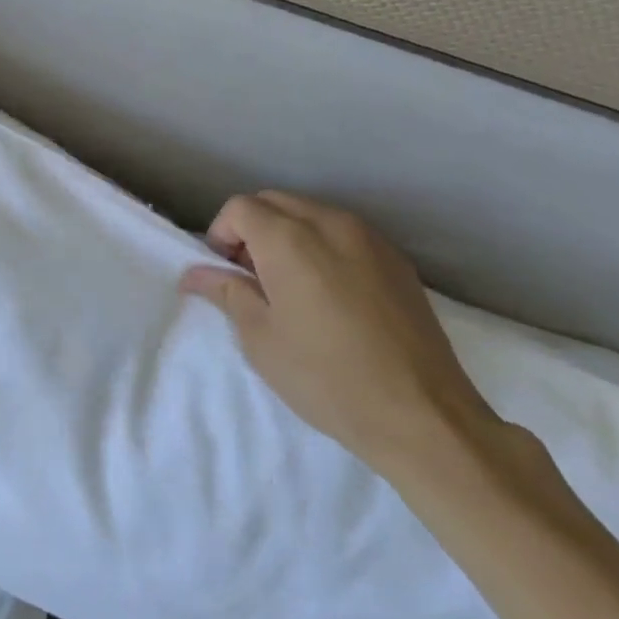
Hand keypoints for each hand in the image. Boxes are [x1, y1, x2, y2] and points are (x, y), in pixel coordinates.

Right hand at [180, 191, 496, 474]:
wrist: (423, 416)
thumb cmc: (327, 378)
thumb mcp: (261, 340)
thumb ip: (226, 292)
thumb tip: (194, 274)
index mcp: (289, 239)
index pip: (240, 208)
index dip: (222, 234)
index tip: (226, 273)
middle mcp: (328, 222)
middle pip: (274, 201)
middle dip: (253, 229)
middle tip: (253, 278)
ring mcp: (368, 237)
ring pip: (310, 213)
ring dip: (288, 234)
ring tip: (292, 286)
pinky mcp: (395, 258)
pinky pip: (344, 232)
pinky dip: (323, 245)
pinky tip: (331, 293)